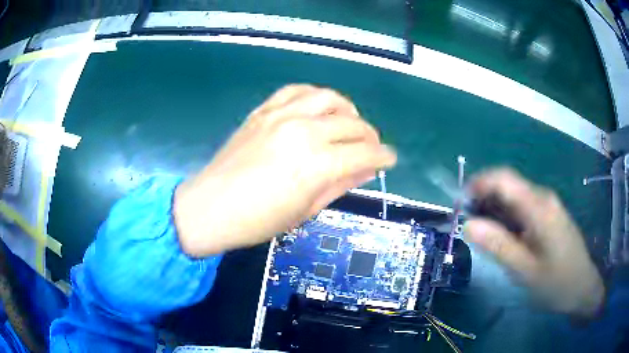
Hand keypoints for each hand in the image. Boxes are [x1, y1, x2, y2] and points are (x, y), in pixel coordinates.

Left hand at [173, 85, 395, 255]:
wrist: (211, 207)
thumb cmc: (258, 220)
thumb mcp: (306, 210)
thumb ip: (341, 184)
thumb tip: (367, 170)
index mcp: (318, 164)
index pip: (366, 153)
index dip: (383, 157)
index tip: (389, 160)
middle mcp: (304, 132)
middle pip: (353, 124)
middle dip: (370, 136)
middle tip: (370, 148)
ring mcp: (282, 116)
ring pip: (329, 98)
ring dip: (347, 110)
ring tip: (348, 124)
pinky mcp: (264, 110)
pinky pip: (297, 90)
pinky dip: (314, 96)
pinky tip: (317, 108)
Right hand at [464, 168, 603, 317]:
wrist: (582, 288)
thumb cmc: (556, 283)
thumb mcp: (525, 270)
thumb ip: (498, 245)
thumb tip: (468, 225)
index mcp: (539, 207)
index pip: (504, 179)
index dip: (478, 184)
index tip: (460, 204)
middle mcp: (543, 198)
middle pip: (507, 186)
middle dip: (484, 201)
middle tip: (468, 228)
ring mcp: (547, 206)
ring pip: (514, 198)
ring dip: (495, 212)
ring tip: (483, 237)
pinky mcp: (548, 216)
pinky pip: (522, 209)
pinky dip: (507, 219)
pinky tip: (504, 239)